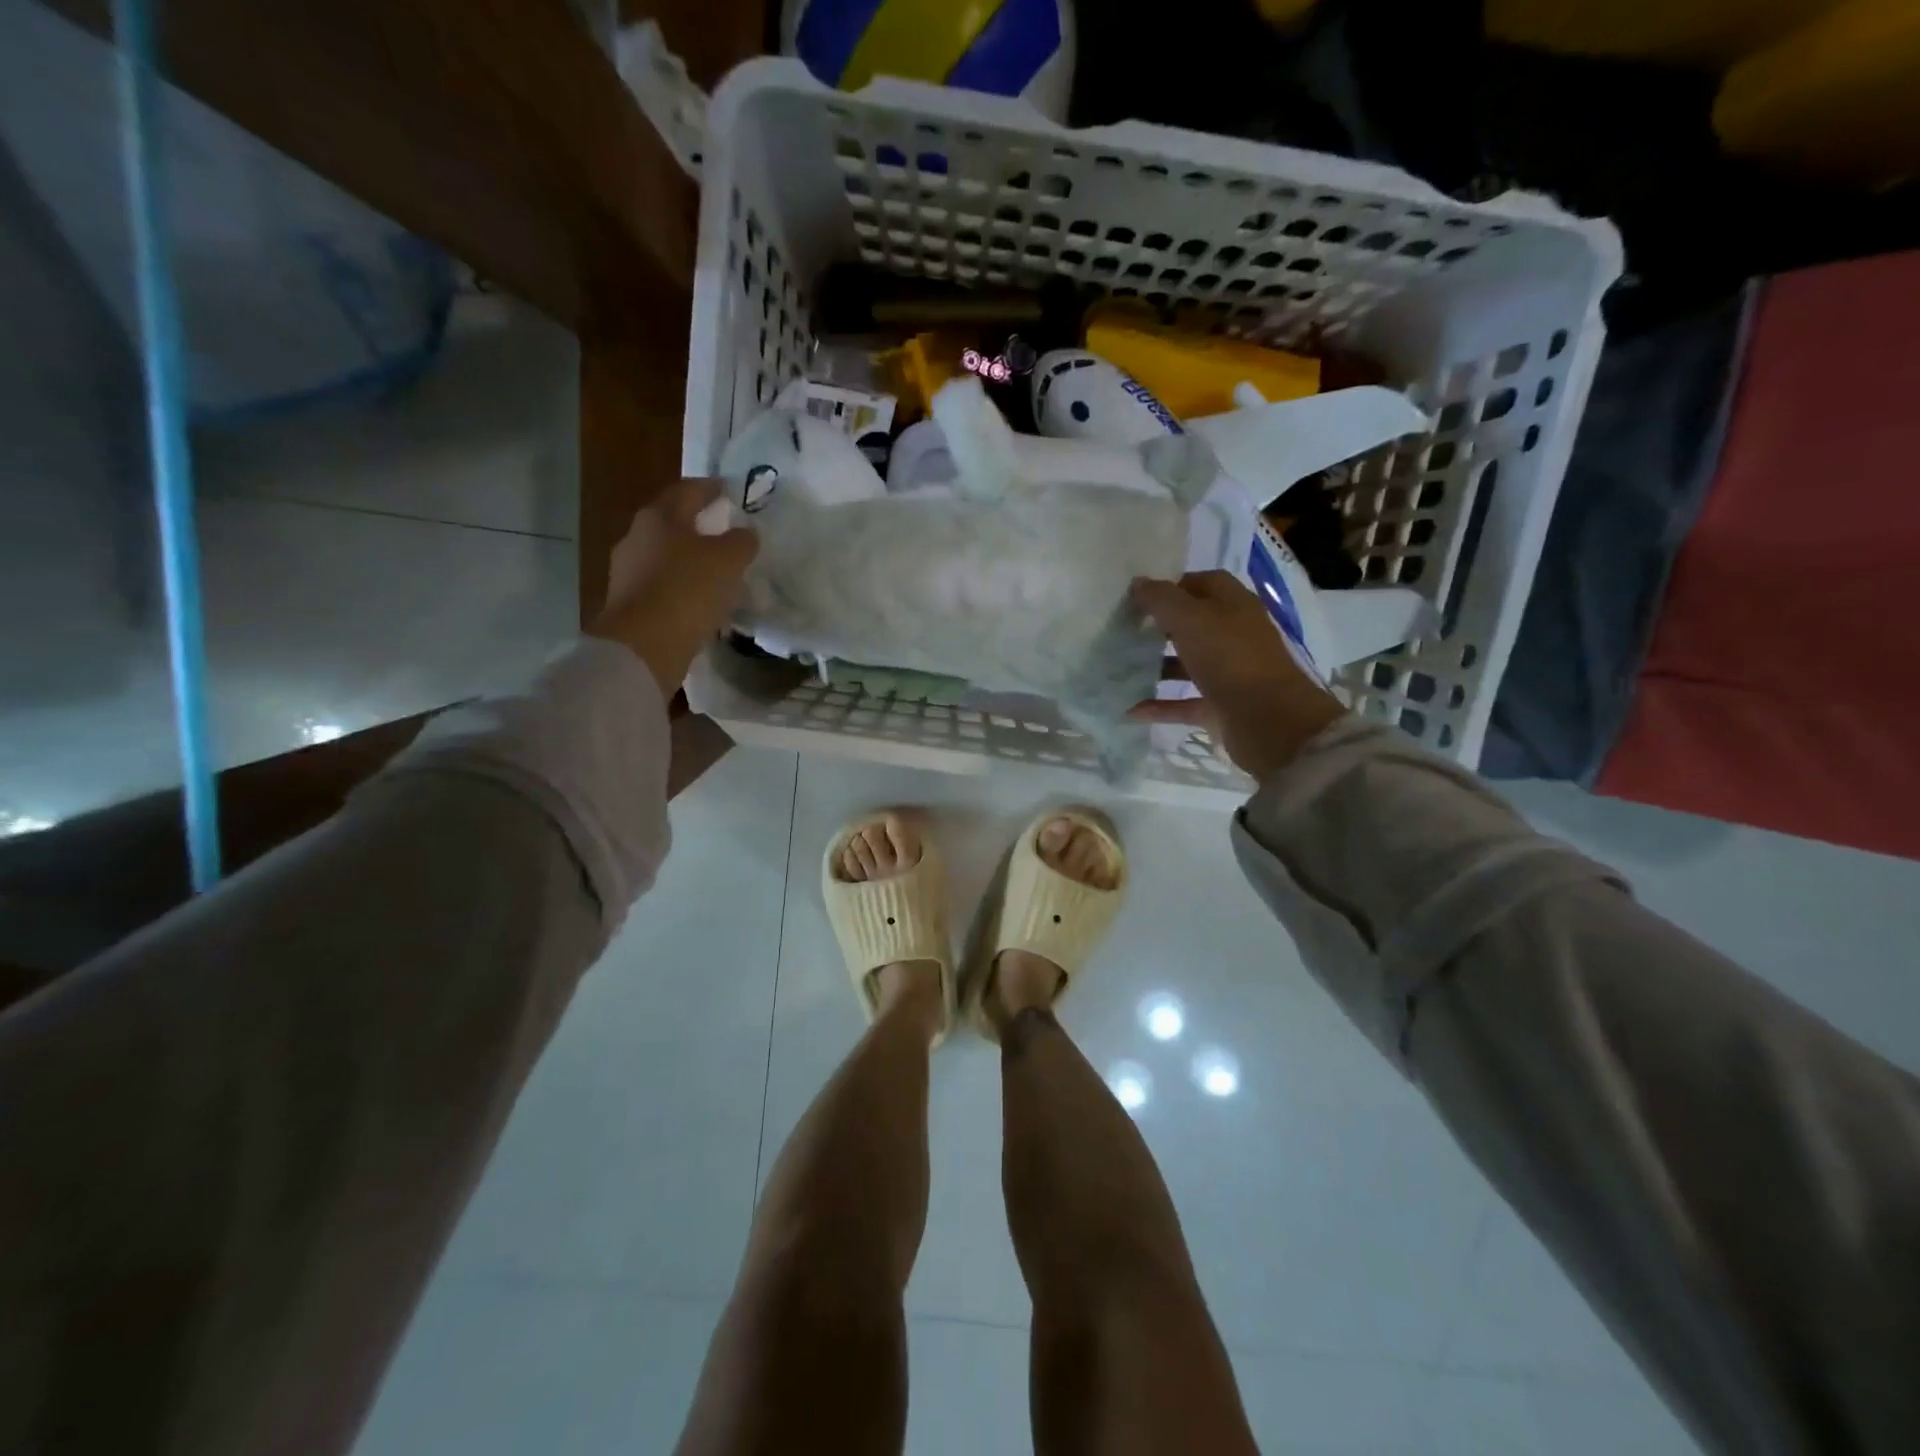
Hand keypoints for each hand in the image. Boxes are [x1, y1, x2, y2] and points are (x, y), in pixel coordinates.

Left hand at [588, 478, 758, 694]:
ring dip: (691, 560)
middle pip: (673, 522)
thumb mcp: (728, 560)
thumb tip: (745, 533)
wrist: (643, 646)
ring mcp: (628, 571)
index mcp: (659, 517)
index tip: (730, 491)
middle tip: (726, 532)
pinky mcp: (629, 603)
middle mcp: (637, 537)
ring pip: (667, 556)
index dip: (711, 488)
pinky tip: (700, 601)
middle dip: (699, 525)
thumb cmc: (687, 590)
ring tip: (718, 572)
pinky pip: (663, 586)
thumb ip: (741, 541)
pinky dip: (682, 587)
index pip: (688, 490)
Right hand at [1129, 571, 1345, 781]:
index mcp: (1233, 605)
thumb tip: (1138, 583)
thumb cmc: (1230, 658)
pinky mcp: (1221, 707)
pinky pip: (1184, 702)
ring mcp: (1228, 673)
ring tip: (1120, 667)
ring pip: (1187, 664)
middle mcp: (1233, 635)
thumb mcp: (1190, 619)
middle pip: (1192, 624)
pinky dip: (1160, 705)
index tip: (1137, 596)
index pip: (1201, 583)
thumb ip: (1161, 599)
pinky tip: (1131, 709)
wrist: (1269, 721)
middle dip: (1159, 626)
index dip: (1171, 586)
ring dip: (1157, 665)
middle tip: (1123, 630)